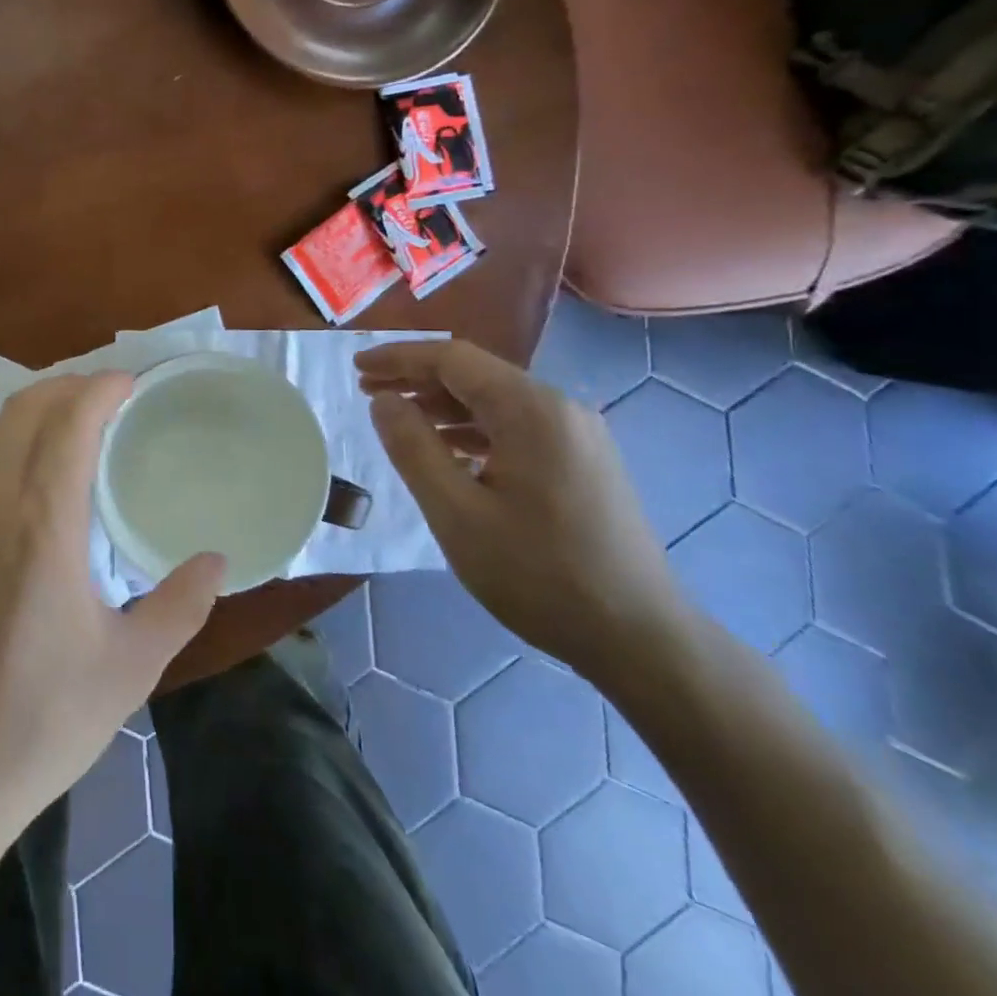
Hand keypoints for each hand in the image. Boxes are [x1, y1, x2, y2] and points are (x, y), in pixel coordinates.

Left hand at [0, 374, 225, 834]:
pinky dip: (6, 437)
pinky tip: (30, 465)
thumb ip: (181, 604)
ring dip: (34, 407)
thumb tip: (217, 559)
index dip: (100, 388)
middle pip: (25, 409)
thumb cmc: (44, 719)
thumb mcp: (131, 667)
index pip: (68, 422)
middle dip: (68, 385)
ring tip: (73, 418)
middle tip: (109, 395)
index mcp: (42, 525)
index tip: (131, 382)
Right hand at [355, 339, 689, 689]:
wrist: (641, 637)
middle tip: (367, 393)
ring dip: (443, 404)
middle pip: (476, 374)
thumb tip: (383, 400)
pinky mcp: (584, 461)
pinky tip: (449, 450)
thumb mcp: (456, 512)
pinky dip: (474, 428)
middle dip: (417, 378)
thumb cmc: (538, 574)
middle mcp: (560, 408)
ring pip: (496, 400)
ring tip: (399, 420)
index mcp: (531, 410)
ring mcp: (578, 435)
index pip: (453, 359)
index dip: (399, 358)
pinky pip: (517, 426)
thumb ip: (412, 447)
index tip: (356, 369)